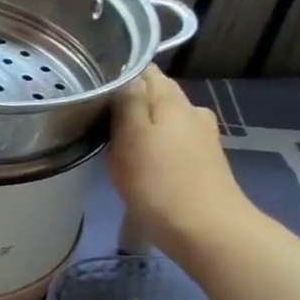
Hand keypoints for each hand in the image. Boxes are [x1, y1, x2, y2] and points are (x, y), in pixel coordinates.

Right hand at [109, 67, 257, 263]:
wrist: (205, 229)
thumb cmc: (158, 182)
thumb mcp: (131, 138)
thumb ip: (127, 102)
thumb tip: (125, 75)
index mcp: (171, 99)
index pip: (144, 70)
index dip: (118, 75)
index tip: (94, 90)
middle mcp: (191, 110)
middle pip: (154, 94)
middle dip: (128, 102)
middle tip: (97, 119)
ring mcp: (201, 136)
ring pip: (163, 119)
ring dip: (141, 125)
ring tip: (115, 143)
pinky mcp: (203, 160)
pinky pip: (171, 141)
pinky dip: (155, 145)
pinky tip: (141, 162)